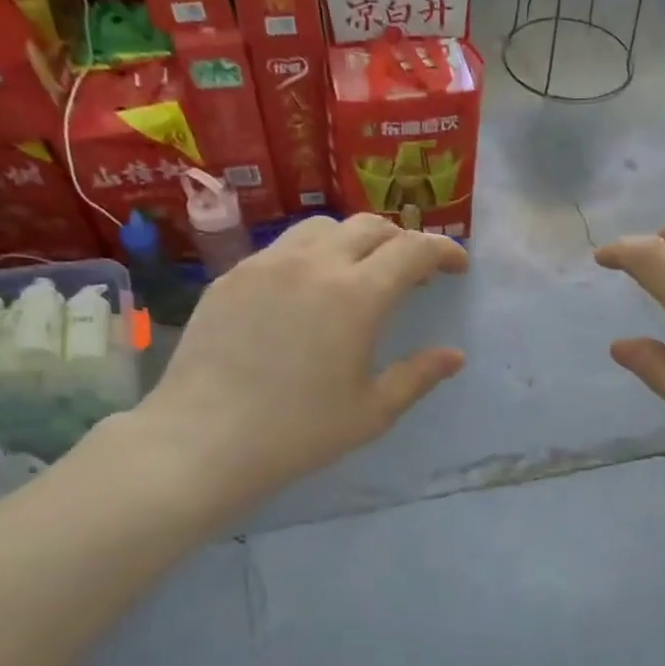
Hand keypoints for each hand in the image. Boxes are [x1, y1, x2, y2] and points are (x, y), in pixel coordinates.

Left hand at [120, 214, 466, 509]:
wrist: (206, 438)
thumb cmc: (300, 431)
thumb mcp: (373, 411)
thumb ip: (418, 376)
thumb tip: (454, 356)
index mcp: (358, 295)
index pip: (413, 249)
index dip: (444, 250)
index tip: (458, 266)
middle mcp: (314, 264)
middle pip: (369, 227)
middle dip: (401, 241)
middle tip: (413, 272)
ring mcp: (267, 264)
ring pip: (322, 228)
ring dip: (354, 241)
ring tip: (359, 273)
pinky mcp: (232, 276)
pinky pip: (282, 248)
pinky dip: (311, 255)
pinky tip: (306, 291)